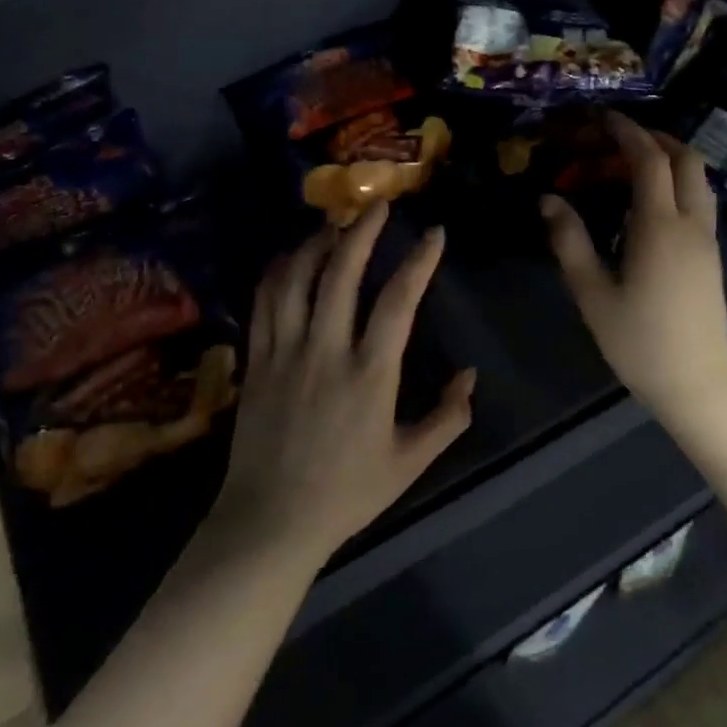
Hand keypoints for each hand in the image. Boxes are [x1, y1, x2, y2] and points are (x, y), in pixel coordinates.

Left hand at [211, 202, 474, 567]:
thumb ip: (447, 418)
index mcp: (370, 375)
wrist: (271, 521)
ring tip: (334, 223)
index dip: (418, 262)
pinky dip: (278, 271)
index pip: (398, 302)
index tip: (433, 235)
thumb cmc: (347, 494)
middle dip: (361, 231)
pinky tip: (289, 257)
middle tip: (377, 205)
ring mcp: (284, 352)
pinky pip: (264, 302)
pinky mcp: (256, 361)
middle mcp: (326, 351)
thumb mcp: (410, 463)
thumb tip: (470, 376)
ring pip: (297, 278)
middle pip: (341, 273)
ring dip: (317, 243)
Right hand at [542, 114, 726, 417]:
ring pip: (697, 179)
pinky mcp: (711, 256)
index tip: (602, 117)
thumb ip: (570, 241)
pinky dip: (676, 183)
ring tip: (630, 165)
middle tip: (616, 138)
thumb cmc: (638, 340)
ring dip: (669, 159)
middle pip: (685, 159)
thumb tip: (548, 199)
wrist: (697, 382)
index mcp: (660, 226)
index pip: (649, 160)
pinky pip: (698, 200)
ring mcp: (707, 239)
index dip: (626, 132)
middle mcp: (690, 223)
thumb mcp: (592, 292)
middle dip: (654, 137)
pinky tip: (648, 203)